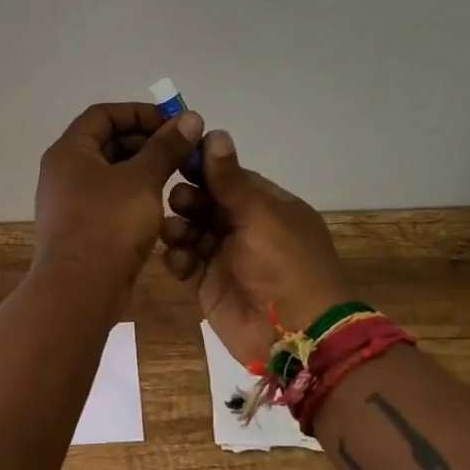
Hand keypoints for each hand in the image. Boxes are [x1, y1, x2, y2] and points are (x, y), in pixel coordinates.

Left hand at [34, 102, 205, 291]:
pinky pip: (111, 199)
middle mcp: (65, 171)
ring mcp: (71, 201)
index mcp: (70, 151)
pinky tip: (163, 204)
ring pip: (112, 173)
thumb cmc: (108, 224)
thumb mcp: (142, 179)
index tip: (173, 124)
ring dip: (144, 170)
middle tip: (182, 150)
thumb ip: (166, 147)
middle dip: (146, 142)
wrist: (80, 291)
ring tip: (179, 174)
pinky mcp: (83, 228)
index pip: (103, 114)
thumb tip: (190, 118)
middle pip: (107, 142)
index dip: (139, 113)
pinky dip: (135, 195)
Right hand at [161, 131, 356, 368]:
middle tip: (177, 201)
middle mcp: (245, 227)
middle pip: (205, 201)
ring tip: (174, 233)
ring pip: (190, 229)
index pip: (228, 176)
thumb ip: (230, 178)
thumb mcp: (260, 215)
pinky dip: (177, 258)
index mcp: (267, 205)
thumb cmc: (285, 265)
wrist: (296, 336)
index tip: (174, 155)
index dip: (203, 166)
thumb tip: (214, 133)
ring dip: (177, 226)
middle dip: (187, 197)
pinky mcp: (209, 284)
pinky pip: (184, 261)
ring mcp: (226, 256)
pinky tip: (177, 260)